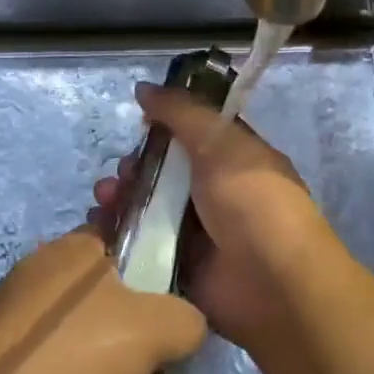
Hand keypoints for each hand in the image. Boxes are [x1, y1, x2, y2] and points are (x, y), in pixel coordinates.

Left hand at [0, 230, 205, 373]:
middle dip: (136, 351)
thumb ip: (187, 320)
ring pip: (82, 343)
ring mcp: (14, 314)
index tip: (168, 326)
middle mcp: (44, 271)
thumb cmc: (73, 356)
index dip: (158, 282)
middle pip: (110, 304)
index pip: (130, 244)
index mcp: (78, 249)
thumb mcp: (155, 331)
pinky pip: (51, 371)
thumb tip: (186, 326)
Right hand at [90, 83, 339, 352]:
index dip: (164, 124)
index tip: (138, 121)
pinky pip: (140, 246)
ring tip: (104, 199)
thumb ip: (181, 112)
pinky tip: (99, 228)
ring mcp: (196, 233)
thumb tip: (143, 87)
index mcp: (233, 157)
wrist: (275, 286)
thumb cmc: (253, 201)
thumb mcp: (220, 142)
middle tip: (121, 172)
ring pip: (147, 208)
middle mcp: (215, 192)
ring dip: (121, 198)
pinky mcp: (178, 268)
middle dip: (135, 167)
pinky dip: (117, 235)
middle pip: (164, 171)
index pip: (192, 133)